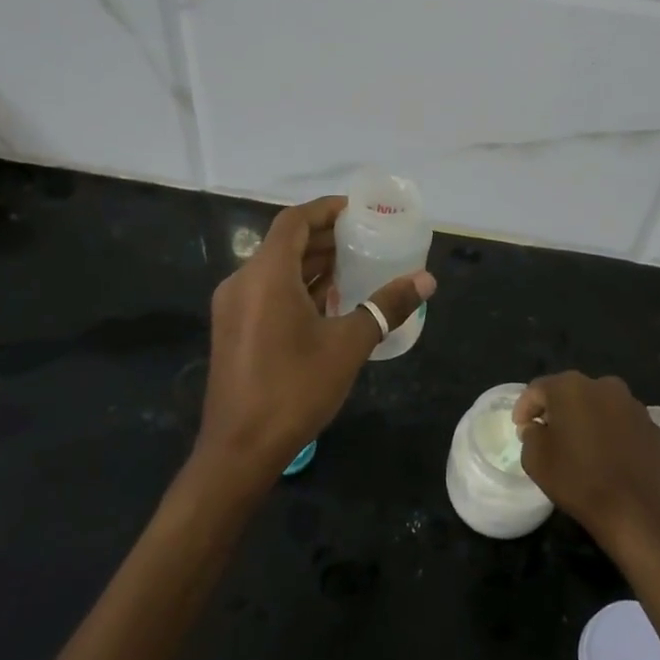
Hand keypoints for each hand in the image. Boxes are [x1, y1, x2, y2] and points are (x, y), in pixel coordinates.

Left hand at [196, 196, 434, 493]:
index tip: (356, 210)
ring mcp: (233, 307)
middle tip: (363, 239)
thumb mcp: (349, 344)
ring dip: (310, 264)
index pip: (294, 221)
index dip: (325, 210)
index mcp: (266, 275)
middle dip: (323, 237)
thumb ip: (387, 306)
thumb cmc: (295, 388)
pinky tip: (326, 302)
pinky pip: (266, 292)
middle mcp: (242, 282)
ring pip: (274, 270)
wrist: (239, 449)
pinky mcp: (232, 330)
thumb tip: (426, 280)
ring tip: (352, 266)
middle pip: (284, 244)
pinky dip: (295, 287)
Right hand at [513, 372, 659, 557]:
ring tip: (581, 446)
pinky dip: (612, 433)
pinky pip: (623, 424)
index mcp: (571, 387)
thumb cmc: (577, 480)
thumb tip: (538, 427)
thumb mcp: (534, 459)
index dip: (525, 408)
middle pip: (571, 393)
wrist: (634, 513)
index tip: (520, 428)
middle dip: (557, 410)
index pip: (538, 389)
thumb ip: (530, 433)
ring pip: (600, 406)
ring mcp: (633, 405)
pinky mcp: (653, 427)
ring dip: (587, 419)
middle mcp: (604, 386)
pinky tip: (608, 457)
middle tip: (549, 434)